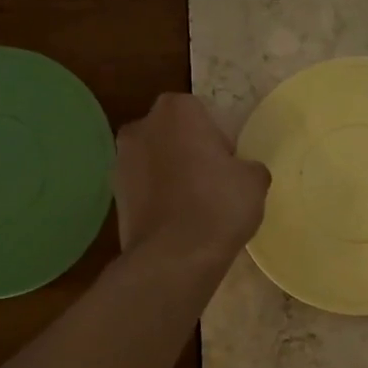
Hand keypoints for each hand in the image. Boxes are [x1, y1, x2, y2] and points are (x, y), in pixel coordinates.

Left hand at [114, 94, 269, 266]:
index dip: (218, 140)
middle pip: (174, 135)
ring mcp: (121, 160)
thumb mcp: (254, 181)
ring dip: (171, 175)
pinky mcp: (113, 194)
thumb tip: (242, 172)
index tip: (229, 166)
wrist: (173, 258)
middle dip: (190, 152)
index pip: (203, 115)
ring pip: (156, 161)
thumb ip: (248, 166)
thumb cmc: (218, 206)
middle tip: (213, 184)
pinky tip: (176, 222)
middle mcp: (141, 126)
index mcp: (176, 109)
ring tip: (194, 207)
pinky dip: (157, 198)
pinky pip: (144, 188)